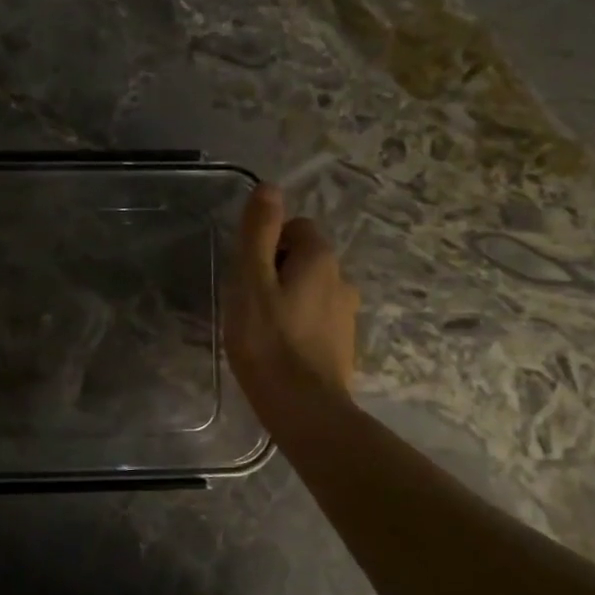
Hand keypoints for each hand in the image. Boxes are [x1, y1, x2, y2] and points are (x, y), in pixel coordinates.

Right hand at [224, 184, 360, 411]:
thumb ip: (259, 233)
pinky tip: (279, 348)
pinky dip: (298, 325)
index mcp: (320, 259)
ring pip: (310, 290)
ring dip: (287, 299)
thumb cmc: (268, 341)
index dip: (267, 244)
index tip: (248, 275)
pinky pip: (316, 319)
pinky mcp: (343, 344)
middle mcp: (342, 279)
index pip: (295, 228)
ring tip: (262, 329)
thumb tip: (270, 187)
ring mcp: (346, 314)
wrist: (304, 407)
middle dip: (276, 271)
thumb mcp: (252, 282)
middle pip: (303, 258)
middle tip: (249, 303)